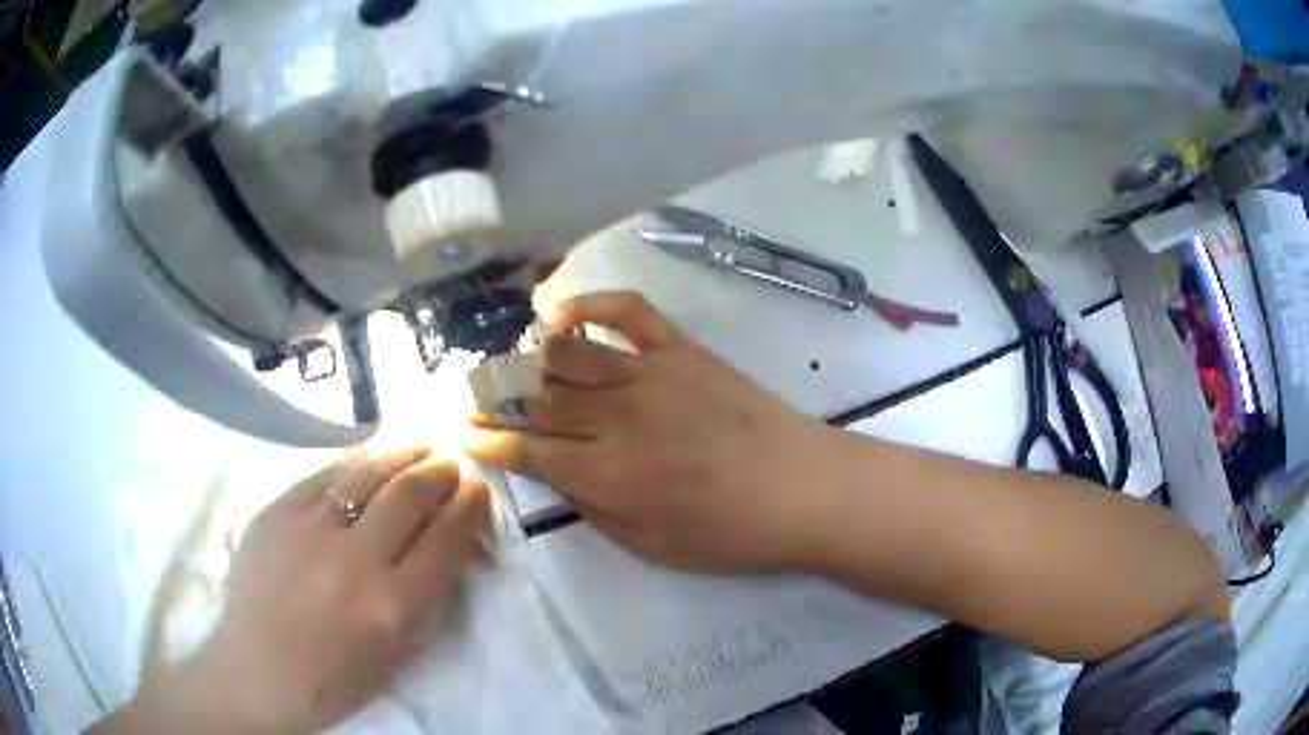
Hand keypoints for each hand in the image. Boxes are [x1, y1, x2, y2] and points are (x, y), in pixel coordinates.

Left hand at [103, 448, 488, 733]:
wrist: (255, 673)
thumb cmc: (331, 681)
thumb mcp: (394, 657)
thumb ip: (423, 601)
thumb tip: (443, 548)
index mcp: (391, 607)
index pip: (446, 539)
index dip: (470, 506)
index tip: (479, 489)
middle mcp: (354, 561)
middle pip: (411, 495)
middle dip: (442, 472)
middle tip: (453, 463)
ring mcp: (309, 530)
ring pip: (368, 472)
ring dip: (403, 452)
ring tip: (421, 443)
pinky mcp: (276, 512)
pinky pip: (325, 475)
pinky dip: (356, 462)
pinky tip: (370, 456)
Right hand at [465, 291, 831, 571]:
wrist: (803, 488)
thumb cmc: (730, 533)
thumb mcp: (650, 545)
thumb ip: (593, 506)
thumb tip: (554, 472)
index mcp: (608, 475)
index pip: (526, 451)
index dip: (486, 440)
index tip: (458, 431)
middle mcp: (618, 418)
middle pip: (537, 398)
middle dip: (492, 395)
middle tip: (469, 393)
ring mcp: (650, 374)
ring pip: (568, 354)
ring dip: (527, 356)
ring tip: (506, 361)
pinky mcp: (681, 349)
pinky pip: (627, 311)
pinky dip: (587, 303)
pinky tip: (558, 312)